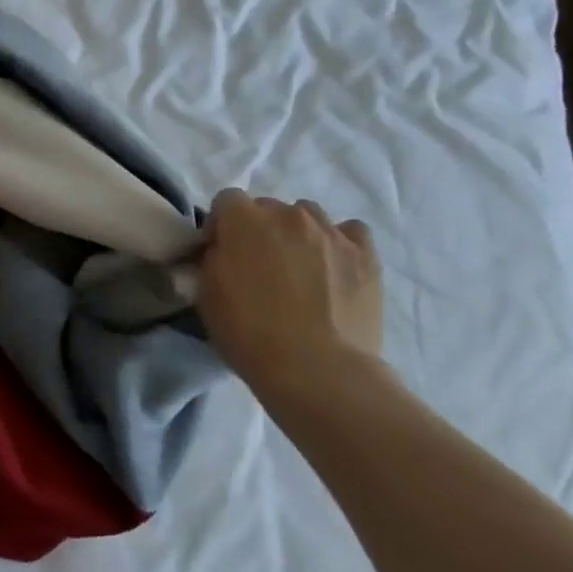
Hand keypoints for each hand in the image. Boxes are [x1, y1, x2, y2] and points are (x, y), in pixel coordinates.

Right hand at [198, 189, 382, 392]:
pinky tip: (333, 268)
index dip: (221, 226)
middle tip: (259, 267)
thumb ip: (211, 259)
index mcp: (244, 220)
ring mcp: (331, 232)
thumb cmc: (250, 334)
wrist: (317, 370)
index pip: (226, 201)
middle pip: (268, 207)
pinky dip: (338, 244)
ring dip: (297, 234)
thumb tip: (222, 250)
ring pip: (308, 216)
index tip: (221, 254)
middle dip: (259, 230)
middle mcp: (288, 214)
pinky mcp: (365, 254)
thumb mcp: (207, 295)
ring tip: (299, 269)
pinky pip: (349, 233)